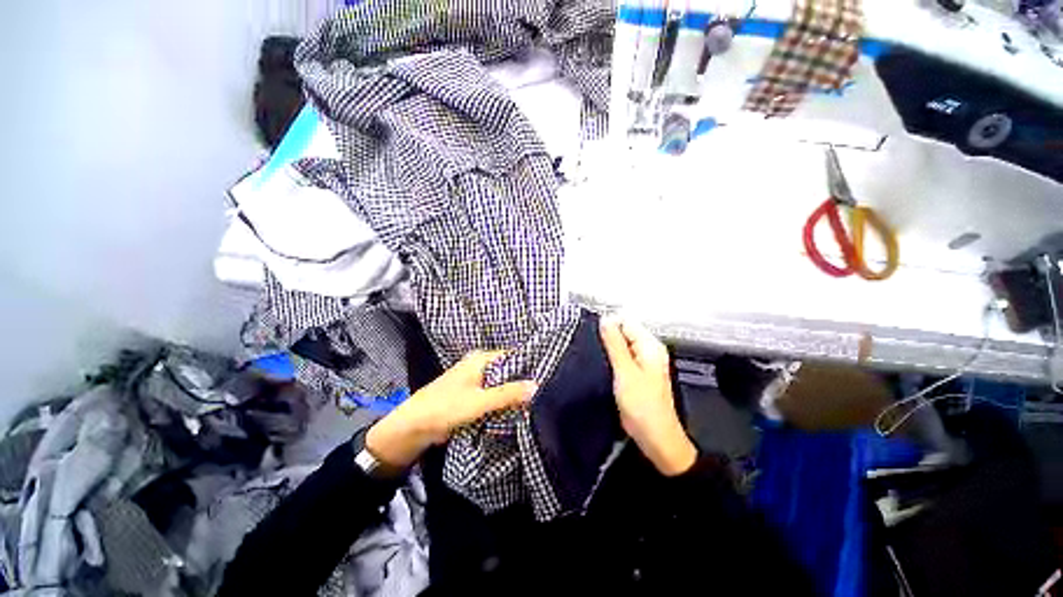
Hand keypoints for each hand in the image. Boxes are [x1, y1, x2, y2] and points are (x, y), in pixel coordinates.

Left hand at [366, 351, 536, 468]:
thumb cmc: (447, 406)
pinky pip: (493, 393)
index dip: (528, 364)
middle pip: (507, 370)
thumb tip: (537, 386)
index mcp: (481, 359)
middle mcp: (479, 365)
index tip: (548, 373)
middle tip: (544, 389)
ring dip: (513, 391)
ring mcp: (475, 380)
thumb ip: (508, 394)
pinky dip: (503, 399)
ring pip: (501, 383)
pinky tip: (517, 407)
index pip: (511, 356)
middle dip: (522, 379)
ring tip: (536, 398)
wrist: (415, 426)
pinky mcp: (472, 394)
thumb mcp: (480, 400)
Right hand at [600, 316, 696, 475]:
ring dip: (607, 349)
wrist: (654, 436)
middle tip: (592, 348)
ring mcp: (641, 363)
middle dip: (606, 337)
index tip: (593, 333)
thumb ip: (614, 344)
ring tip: (594, 356)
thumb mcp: (625, 371)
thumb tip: (605, 319)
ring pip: (620, 346)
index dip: (608, 324)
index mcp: (650, 346)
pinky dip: (610, 359)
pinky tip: (600, 365)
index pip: (626, 321)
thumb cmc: (643, 406)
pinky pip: (620, 358)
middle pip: (623, 332)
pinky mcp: (634, 374)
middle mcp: (647, 351)